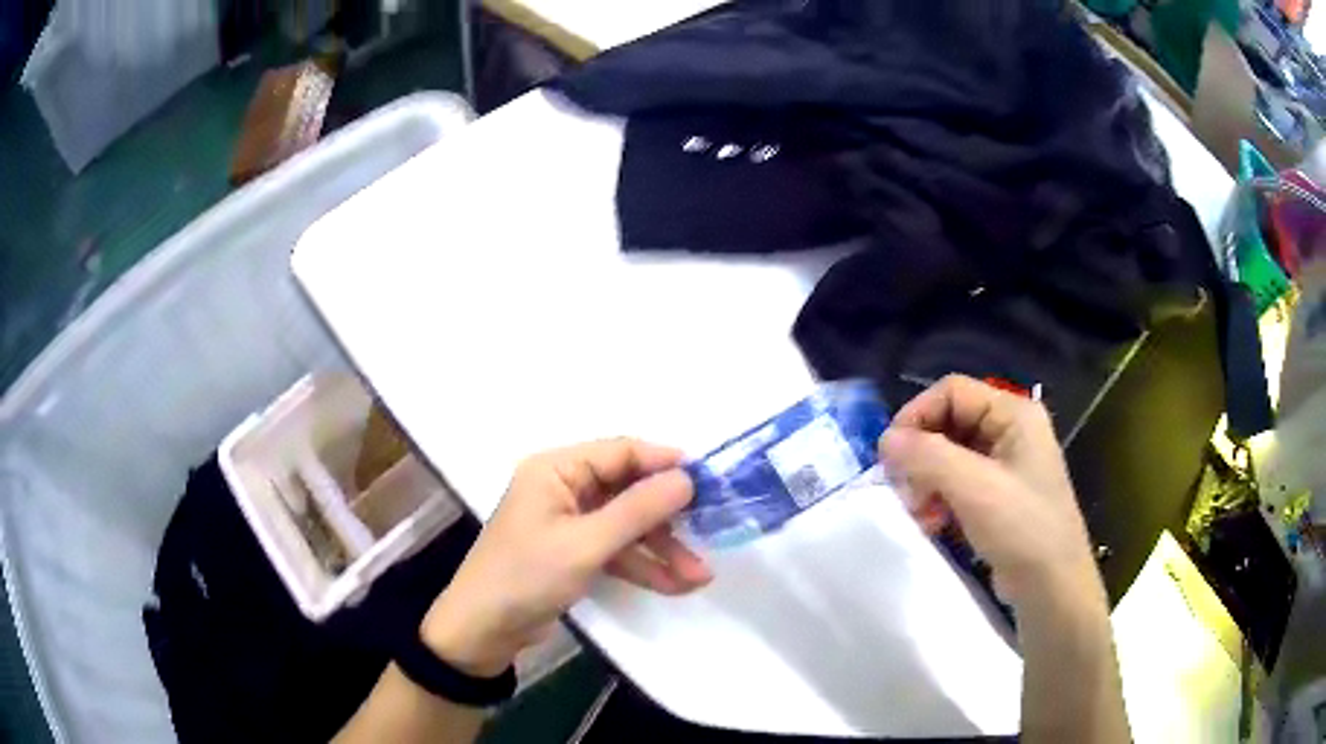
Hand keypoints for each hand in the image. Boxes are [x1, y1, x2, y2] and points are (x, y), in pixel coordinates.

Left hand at [420, 439, 711, 676]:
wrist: (482, 631)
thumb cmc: (526, 576)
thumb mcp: (586, 544)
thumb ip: (638, 510)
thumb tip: (687, 479)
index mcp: (557, 469)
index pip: (621, 452)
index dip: (665, 463)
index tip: (710, 481)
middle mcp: (564, 488)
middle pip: (628, 491)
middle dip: (668, 519)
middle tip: (711, 533)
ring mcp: (569, 522)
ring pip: (627, 525)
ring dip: (662, 549)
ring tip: (700, 576)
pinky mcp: (573, 552)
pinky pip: (616, 550)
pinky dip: (642, 567)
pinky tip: (675, 586)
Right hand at [879, 375, 1101, 608]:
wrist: (1051, 586)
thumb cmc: (1022, 527)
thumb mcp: (975, 488)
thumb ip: (928, 457)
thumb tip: (885, 440)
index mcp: (1014, 413)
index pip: (952, 391)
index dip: (917, 415)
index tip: (890, 454)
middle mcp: (1010, 430)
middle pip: (949, 423)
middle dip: (921, 456)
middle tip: (906, 491)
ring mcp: (1005, 464)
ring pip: (949, 455)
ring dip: (927, 481)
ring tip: (921, 514)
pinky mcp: (997, 495)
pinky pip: (957, 482)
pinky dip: (939, 499)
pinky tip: (934, 524)